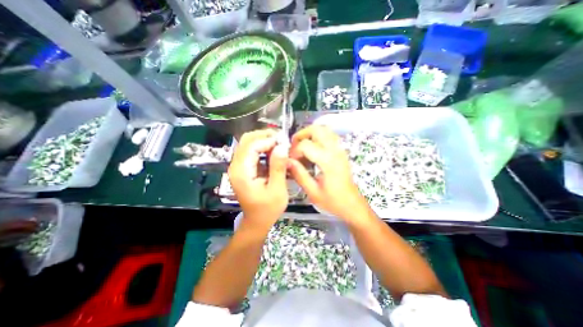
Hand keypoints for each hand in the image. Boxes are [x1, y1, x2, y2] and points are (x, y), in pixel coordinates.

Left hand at [229, 129, 290, 228]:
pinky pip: (251, 151)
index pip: (252, 146)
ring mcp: (238, 166)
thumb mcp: (277, 190)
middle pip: (247, 140)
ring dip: (264, 140)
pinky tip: (274, 152)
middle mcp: (236, 166)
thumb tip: (282, 146)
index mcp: (242, 172)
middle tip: (282, 139)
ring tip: (280, 144)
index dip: (268, 140)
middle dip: (265, 136)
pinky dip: (263, 148)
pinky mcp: (243, 168)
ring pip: (248, 143)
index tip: (284, 142)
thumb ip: (278, 167)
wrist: (257, 221)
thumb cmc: (268, 209)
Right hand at [288, 126, 364, 218]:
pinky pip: (330, 135)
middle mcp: (335, 151)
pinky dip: (319, 136)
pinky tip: (313, 148)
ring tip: (302, 145)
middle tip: (293, 146)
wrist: (352, 205)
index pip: (305, 145)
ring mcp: (340, 149)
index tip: (290, 161)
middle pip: (317, 129)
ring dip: (310, 133)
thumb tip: (287, 161)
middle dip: (301, 134)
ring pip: (325, 129)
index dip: (294, 151)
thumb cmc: (333, 201)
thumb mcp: (313, 192)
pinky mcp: (342, 152)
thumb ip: (299, 174)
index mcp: (327, 161)